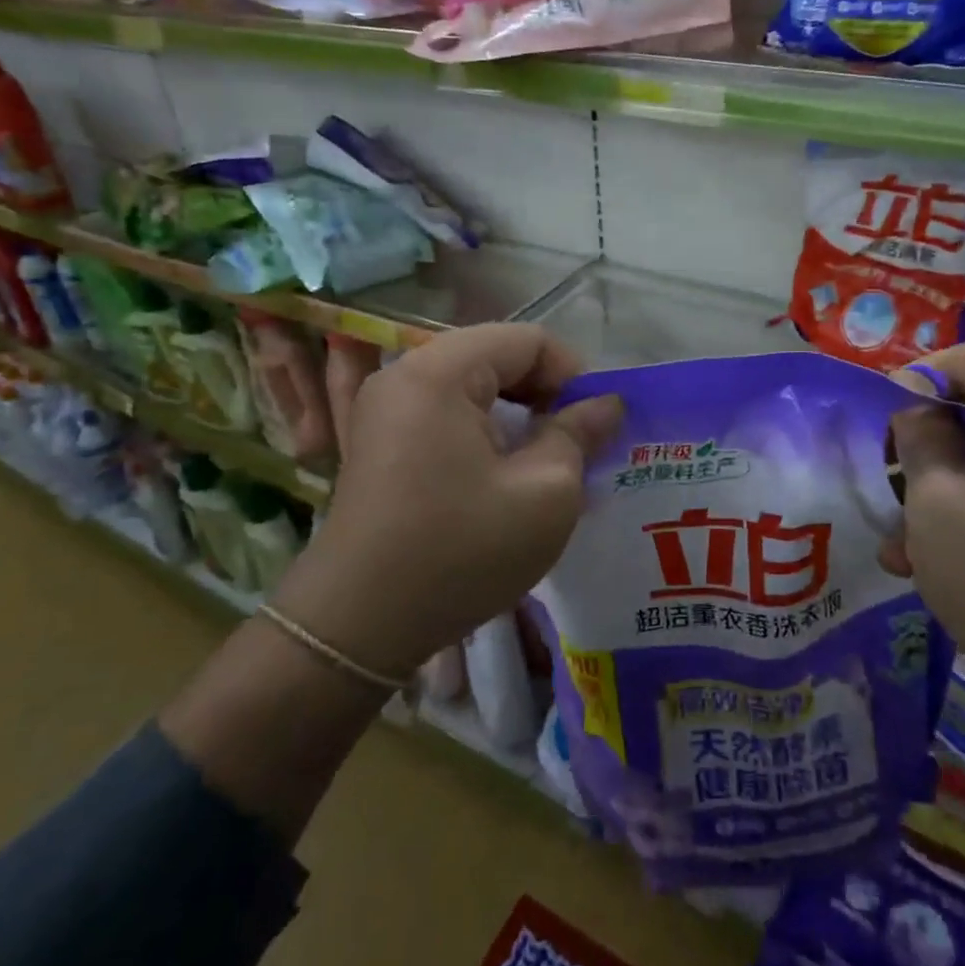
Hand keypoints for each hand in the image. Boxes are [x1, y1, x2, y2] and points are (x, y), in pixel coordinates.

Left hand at [274, 324, 622, 676]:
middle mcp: (404, 375)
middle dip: (545, 393)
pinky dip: (484, 432)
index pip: (527, 340)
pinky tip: (502, 475)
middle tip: (576, 443)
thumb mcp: (544, 495)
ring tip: (545, 461)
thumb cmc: (460, 552)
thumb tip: (605, 404)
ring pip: (472, 386)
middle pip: (497, 356)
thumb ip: (579, 435)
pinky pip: (445, 413)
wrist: (359, 625)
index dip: (573, 373)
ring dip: (517, 415)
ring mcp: (385, 408)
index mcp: (440, 371)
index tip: (595, 424)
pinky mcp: (379, 441)